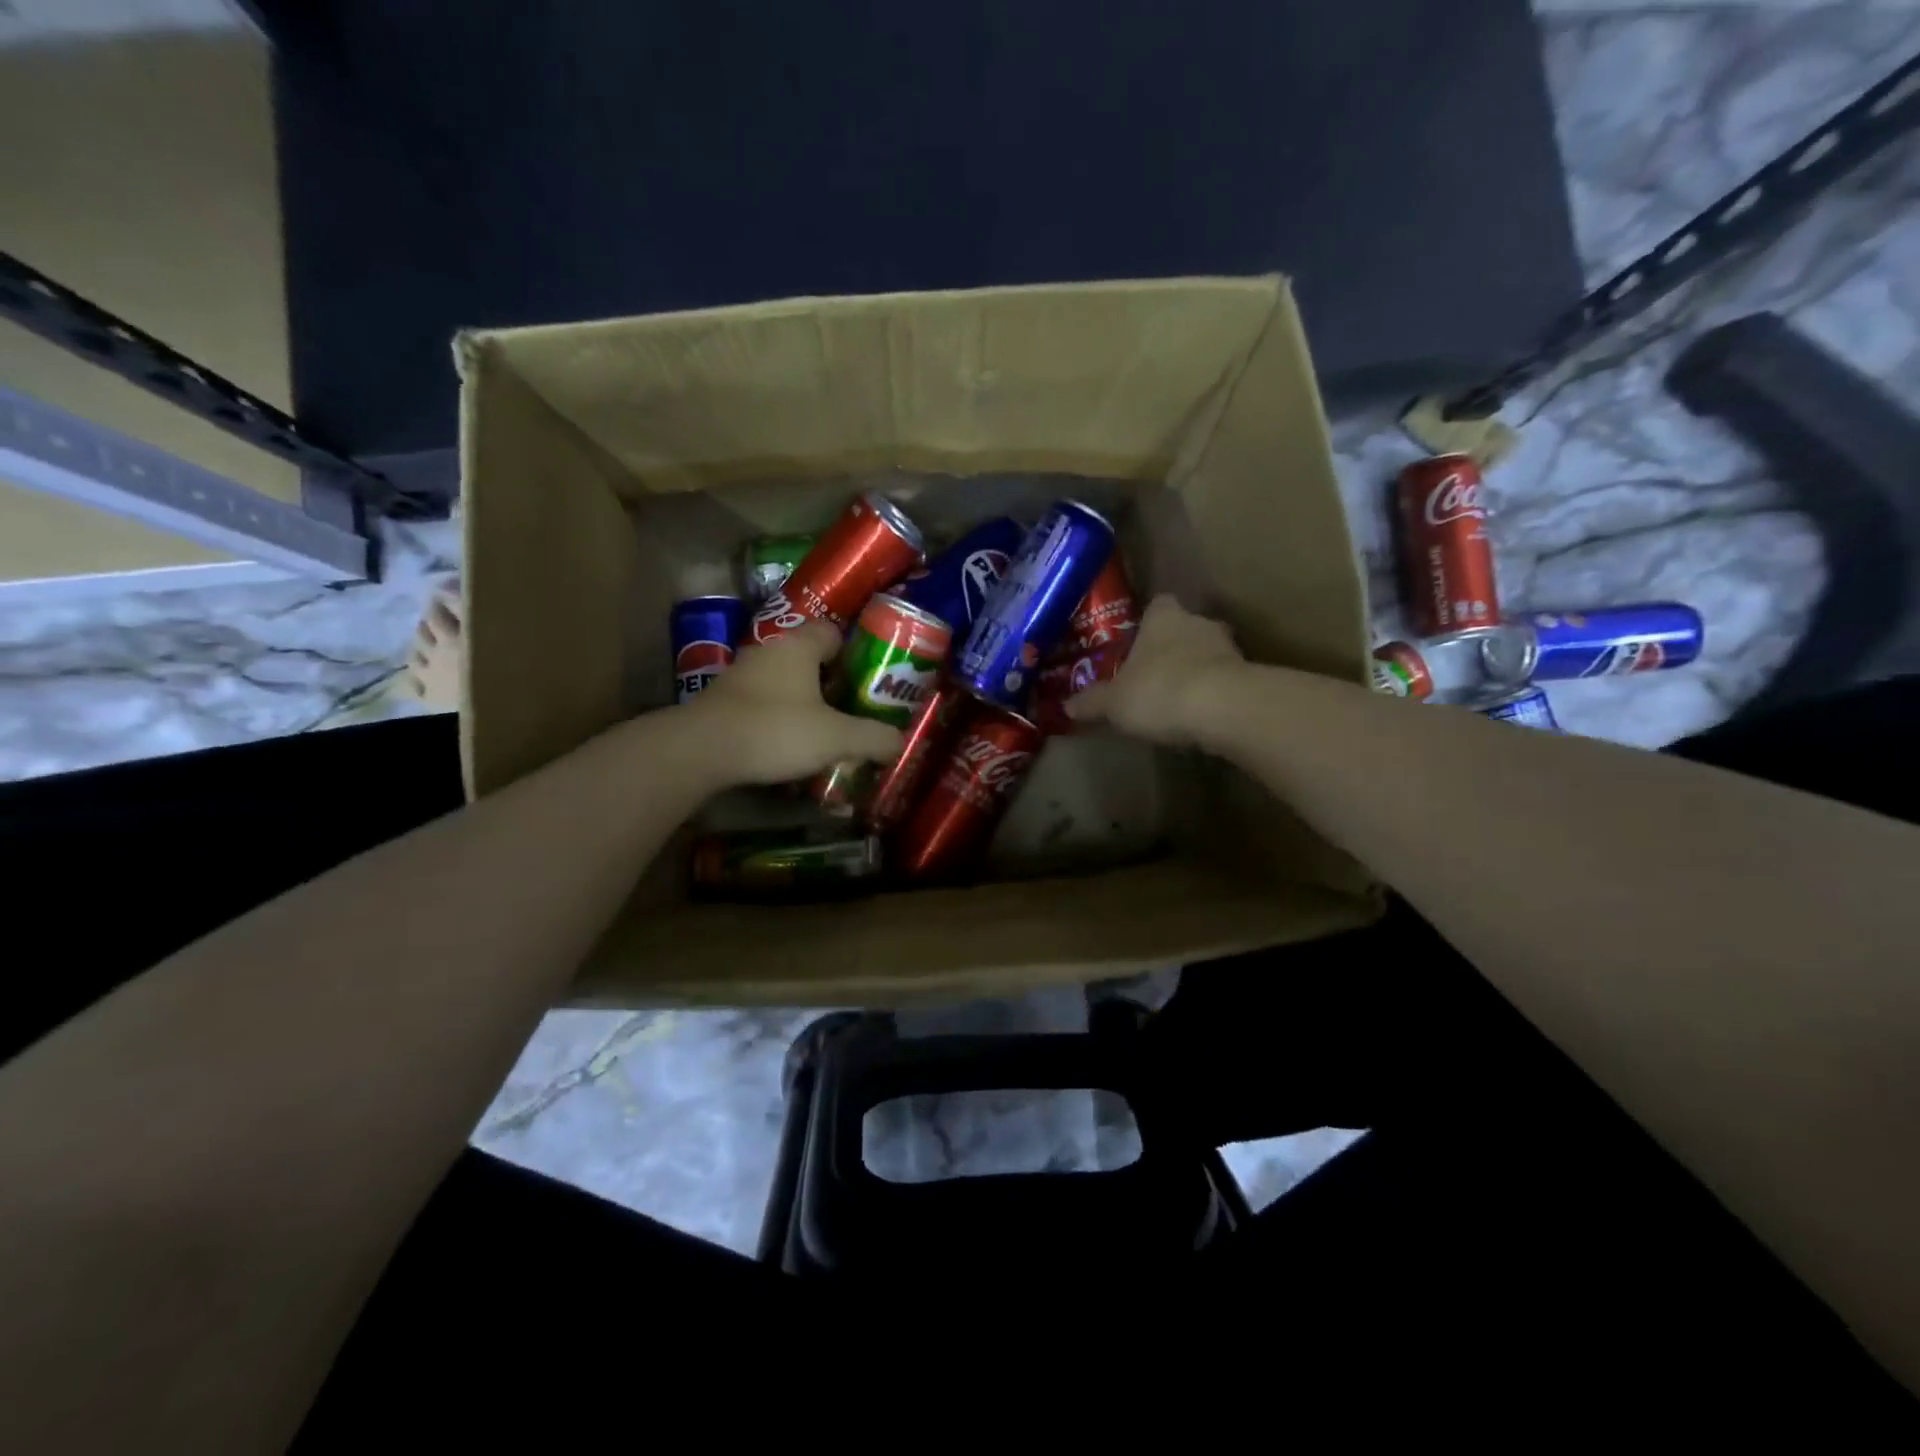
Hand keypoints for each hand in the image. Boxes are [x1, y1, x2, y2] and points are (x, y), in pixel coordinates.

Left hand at [682, 620, 903, 786]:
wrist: (701, 750)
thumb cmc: (776, 729)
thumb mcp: (836, 738)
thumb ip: (872, 738)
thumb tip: (899, 743)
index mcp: (799, 646)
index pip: (832, 632)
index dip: (853, 652)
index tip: (866, 678)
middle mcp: (768, 651)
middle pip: (807, 657)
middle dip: (829, 681)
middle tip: (849, 708)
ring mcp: (740, 674)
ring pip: (781, 680)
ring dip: (800, 700)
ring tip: (820, 729)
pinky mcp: (721, 700)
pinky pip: (759, 701)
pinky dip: (775, 716)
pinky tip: (784, 743)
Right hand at [1067, 595, 1245, 746]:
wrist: (1223, 709)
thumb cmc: (1159, 691)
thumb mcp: (1114, 702)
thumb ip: (1092, 702)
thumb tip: (1067, 706)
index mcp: (1163, 618)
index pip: (1157, 605)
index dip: (1147, 622)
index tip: (1138, 642)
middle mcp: (1198, 622)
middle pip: (1185, 627)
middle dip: (1172, 647)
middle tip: (1155, 672)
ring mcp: (1229, 647)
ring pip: (1209, 652)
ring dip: (1197, 669)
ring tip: (1178, 697)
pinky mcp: (1249, 674)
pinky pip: (1226, 678)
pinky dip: (1215, 691)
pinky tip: (1202, 714)